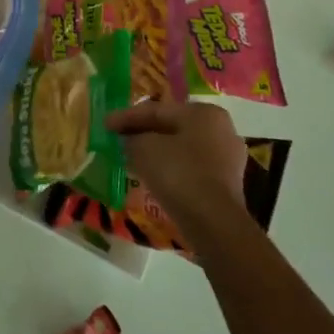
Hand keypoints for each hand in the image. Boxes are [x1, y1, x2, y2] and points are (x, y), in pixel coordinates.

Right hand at [106, 100, 248, 259]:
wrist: (213, 223)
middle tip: (118, 139)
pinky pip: (190, 168)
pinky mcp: (227, 184)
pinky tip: (152, 175)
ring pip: (181, 149)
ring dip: (156, 152)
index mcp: (203, 112)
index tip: (105, 124)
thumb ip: (131, 138)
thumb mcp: (142, 148)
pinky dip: (170, 168)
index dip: (126, 117)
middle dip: (143, 133)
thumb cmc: (178, 173)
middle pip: (171, 128)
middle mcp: (221, 129)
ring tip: (131, 158)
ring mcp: (228, 158)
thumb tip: (129, 140)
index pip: (156, 110)